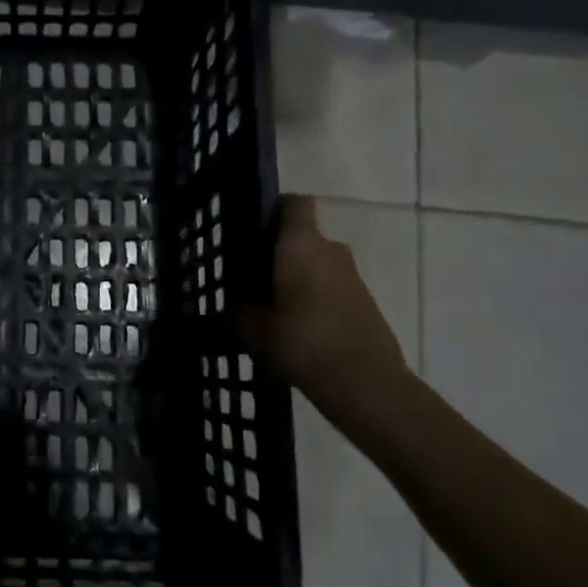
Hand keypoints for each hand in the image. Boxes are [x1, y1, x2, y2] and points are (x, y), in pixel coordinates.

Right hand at [237, 196, 409, 427]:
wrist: (366, 383)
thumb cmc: (303, 342)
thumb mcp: (255, 330)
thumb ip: (236, 313)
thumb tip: (222, 310)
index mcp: (301, 244)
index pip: (294, 203)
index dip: (276, 209)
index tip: (254, 229)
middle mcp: (330, 250)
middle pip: (304, 237)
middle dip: (281, 252)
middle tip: (254, 276)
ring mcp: (353, 276)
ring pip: (319, 263)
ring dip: (300, 277)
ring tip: (273, 306)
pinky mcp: (365, 301)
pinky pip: (333, 287)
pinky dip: (317, 298)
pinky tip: (298, 326)